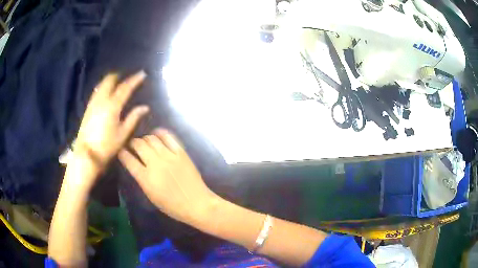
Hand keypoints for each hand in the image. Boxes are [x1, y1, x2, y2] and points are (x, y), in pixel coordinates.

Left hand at [75, 72, 148, 169]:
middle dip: (118, 76)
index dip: (134, 80)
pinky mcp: (88, 108)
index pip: (125, 88)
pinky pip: (97, 91)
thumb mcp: (123, 134)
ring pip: (101, 85)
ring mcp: (93, 103)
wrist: (86, 154)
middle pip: (109, 81)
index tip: (142, 74)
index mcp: (112, 106)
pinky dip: (103, 87)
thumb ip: (133, 118)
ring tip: (117, 82)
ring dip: (110, 81)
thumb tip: (145, 107)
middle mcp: (102, 100)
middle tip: (126, 78)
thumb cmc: (106, 146)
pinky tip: (106, 92)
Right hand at [118, 129, 216, 224]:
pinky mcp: (181, 152)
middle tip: (132, 146)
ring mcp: (169, 156)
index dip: (122, 153)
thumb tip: (134, 164)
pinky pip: (168, 136)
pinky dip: (160, 133)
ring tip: (144, 142)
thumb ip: (141, 179)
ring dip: (145, 138)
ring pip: (151, 138)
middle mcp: (155, 164)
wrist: (197, 204)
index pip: (128, 159)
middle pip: (138, 144)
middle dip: (132, 143)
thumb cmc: (172, 206)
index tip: (121, 151)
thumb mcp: (151, 196)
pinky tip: (156, 135)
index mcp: (146, 178)